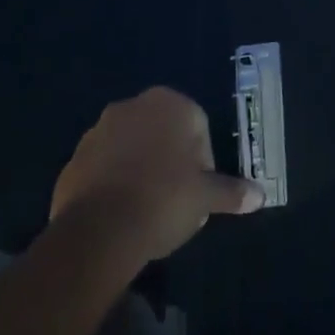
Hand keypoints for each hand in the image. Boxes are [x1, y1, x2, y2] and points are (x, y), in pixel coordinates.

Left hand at [51, 87, 263, 263]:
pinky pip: (103, 167)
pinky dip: (113, 183)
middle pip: (162, 132)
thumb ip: (231, 192)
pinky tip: (120, 214)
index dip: (202, 159)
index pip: (197, 125)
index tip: (199, 189)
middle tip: (176, 197)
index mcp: (169, 103)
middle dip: (170, 159)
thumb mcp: (205, 198)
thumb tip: (260, 195)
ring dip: (140, 169)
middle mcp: (132, 106)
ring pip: (131, 147)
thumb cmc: (164, 199)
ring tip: (146, 208)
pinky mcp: (74, 157)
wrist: (99, 230)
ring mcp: (98, 130)